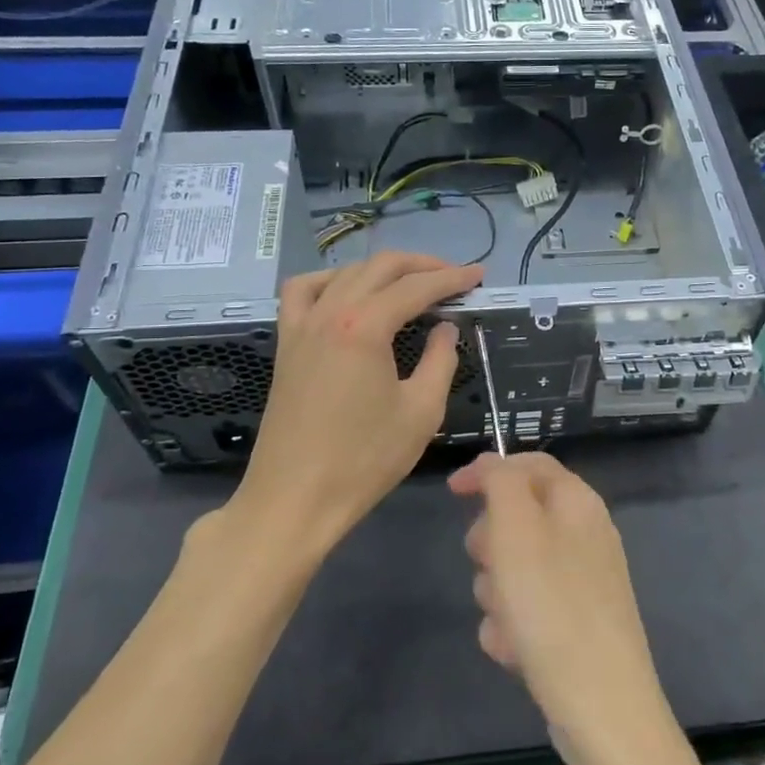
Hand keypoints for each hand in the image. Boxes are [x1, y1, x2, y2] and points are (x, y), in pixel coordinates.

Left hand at [234, 253, 481, 551]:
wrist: (295, 499)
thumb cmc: (364, 461)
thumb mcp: (421, 412)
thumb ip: (441, 361)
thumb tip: (444, 328)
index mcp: (364, 327)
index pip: (416, 287)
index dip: (452, 278)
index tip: (478, 275)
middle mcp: (330, 313)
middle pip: (379, 267)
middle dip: (422, 265)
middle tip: (454, 277)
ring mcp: (302, 326)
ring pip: (344, 273)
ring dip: (381, 269)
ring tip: (408, 282)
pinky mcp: (286, 344)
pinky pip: (303, 292)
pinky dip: (330, 281)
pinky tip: (347, 294)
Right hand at [450, 453, 675, 764]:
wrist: (602, 708)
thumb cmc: (553, 608)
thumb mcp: (517, 530)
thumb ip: (501, 482)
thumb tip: (493, 464)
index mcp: (577, 502)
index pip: (529, 463)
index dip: (488, 470)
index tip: (452, 492)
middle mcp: (584, 534)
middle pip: (516, 518)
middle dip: (491, 544)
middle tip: (490, 567)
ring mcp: (581, 582)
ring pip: (513, 568)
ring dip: (497, 593)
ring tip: (508, 621)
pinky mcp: (573, 624)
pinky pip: (525, 610)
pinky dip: (512, 626)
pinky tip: (517, 652)